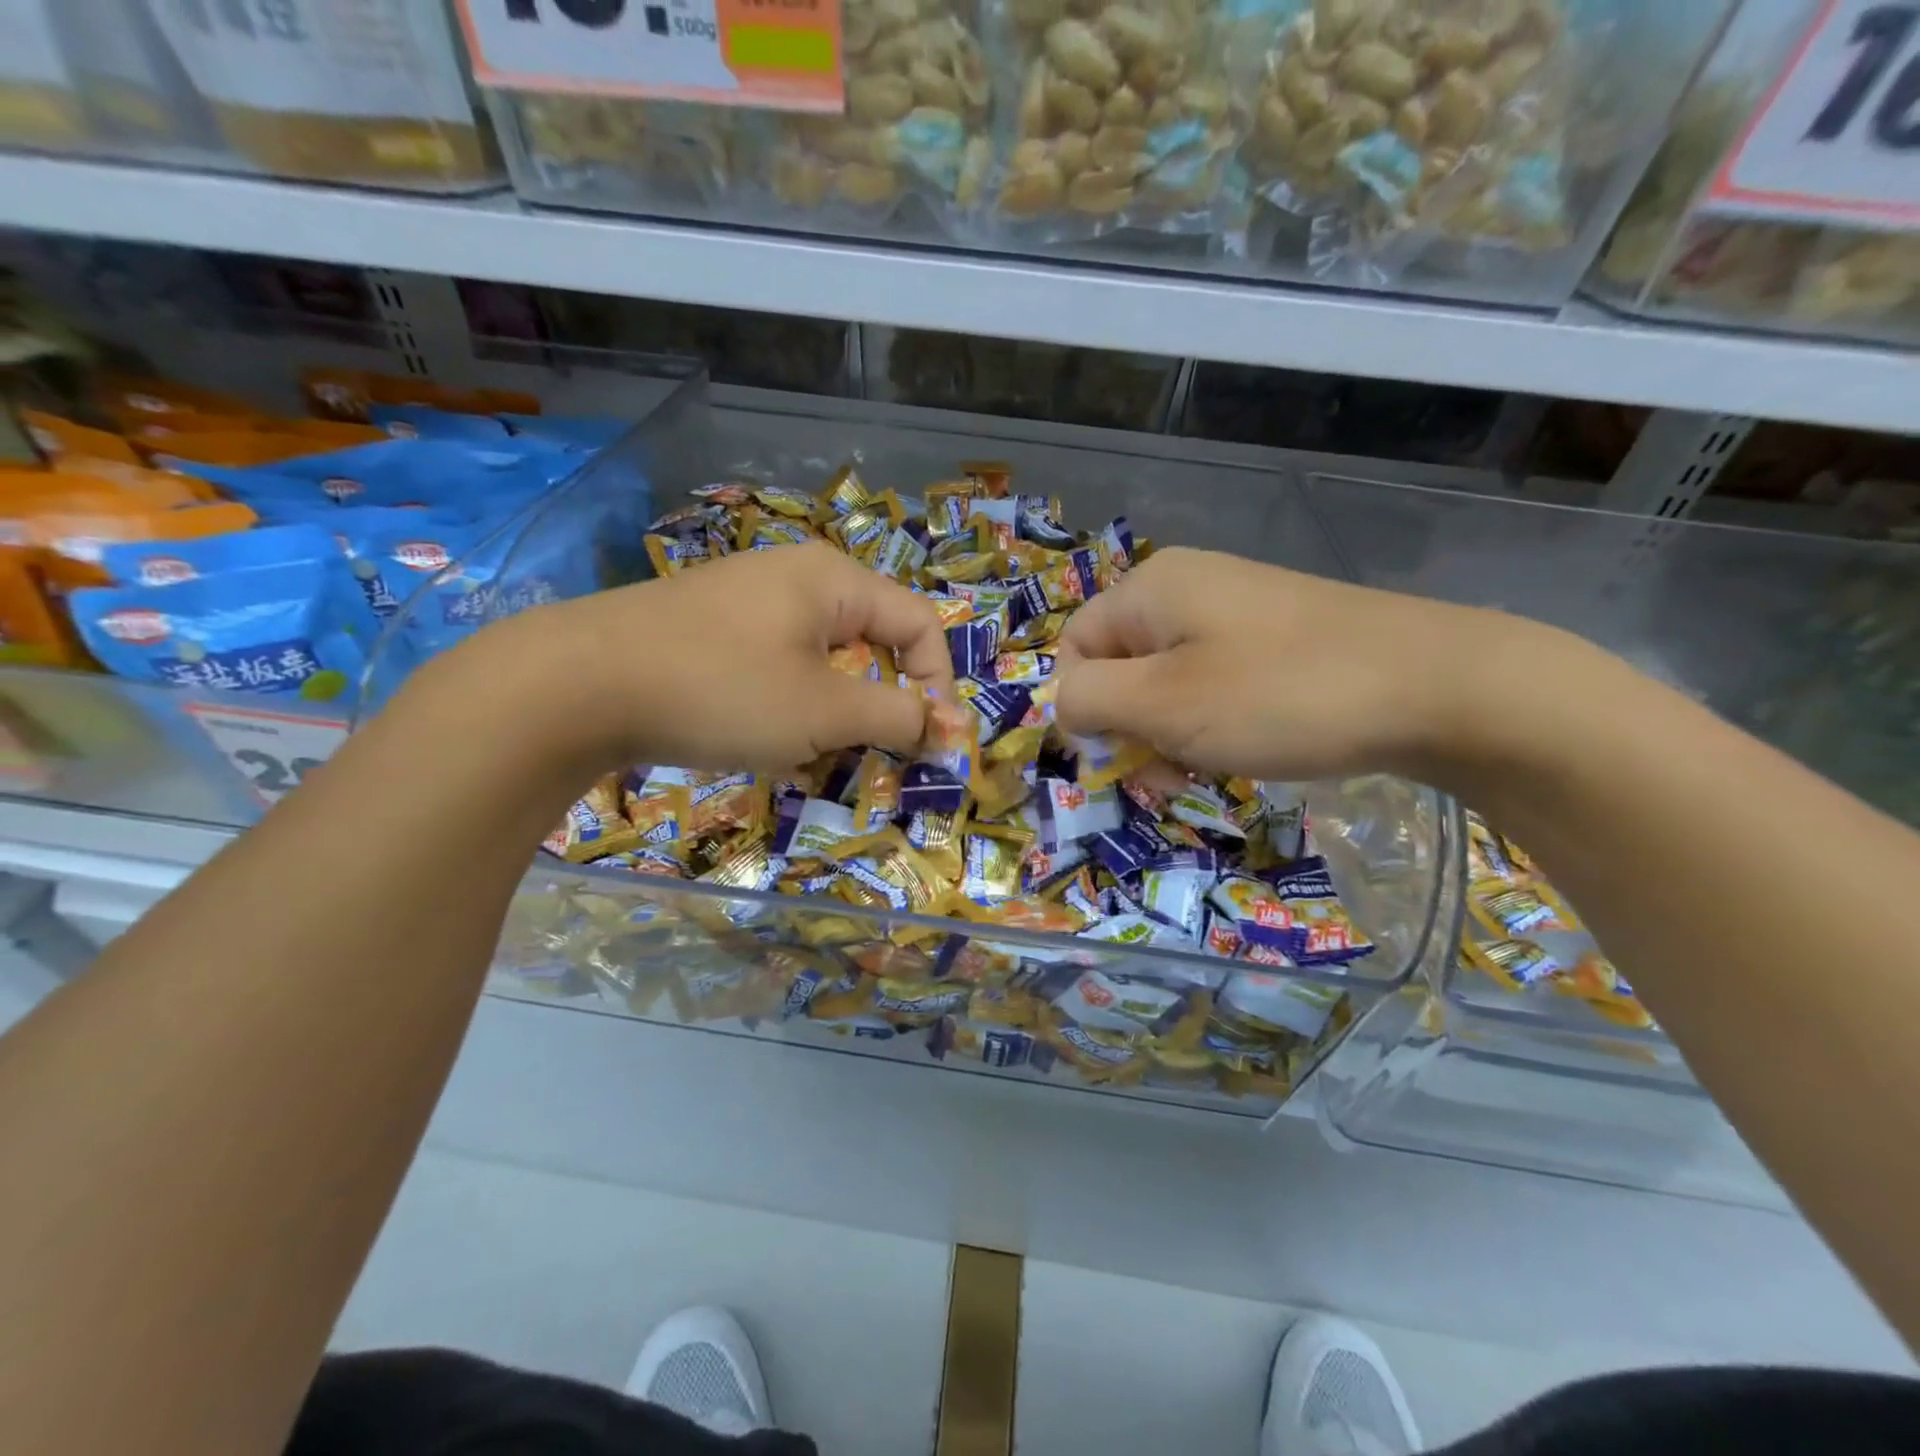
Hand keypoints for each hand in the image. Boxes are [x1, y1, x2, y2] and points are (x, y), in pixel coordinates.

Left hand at [477, 542, 953, 773]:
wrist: (575, 685)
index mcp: (833, 580)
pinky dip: (787, 711)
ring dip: (832, 717)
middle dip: (880, 708)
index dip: (938, 685)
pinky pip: (777, 671)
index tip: (932, 745)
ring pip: (822, 665)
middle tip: (870, 759)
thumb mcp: (824, 709)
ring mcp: (747, 605)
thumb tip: (954, 729)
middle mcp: (795, 580)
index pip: (919, 625)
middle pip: (871, 644)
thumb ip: (898, 717)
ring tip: (808, 758)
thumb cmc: (722, 688)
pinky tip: (762, 745)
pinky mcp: (710, 634)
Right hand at [1054, 546, 1528, 783]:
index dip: (1083, 708)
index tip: (1120, 757)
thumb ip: (1091, 702)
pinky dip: (1212, 723)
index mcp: (1150, 589)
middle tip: (1165, 775)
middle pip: (1120, 665)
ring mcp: (1236, 610)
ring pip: (1166, 681)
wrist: (1438, 686)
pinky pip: (1213, 682)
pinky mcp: (1276, 638)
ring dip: (1169, 733)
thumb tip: (1064, 705)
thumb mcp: (1164, 704)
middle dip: (1129, 728)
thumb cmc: (1280, 695)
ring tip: (1206, 769)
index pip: (1074, 648)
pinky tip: (1244, 749)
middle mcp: (1187, 588)